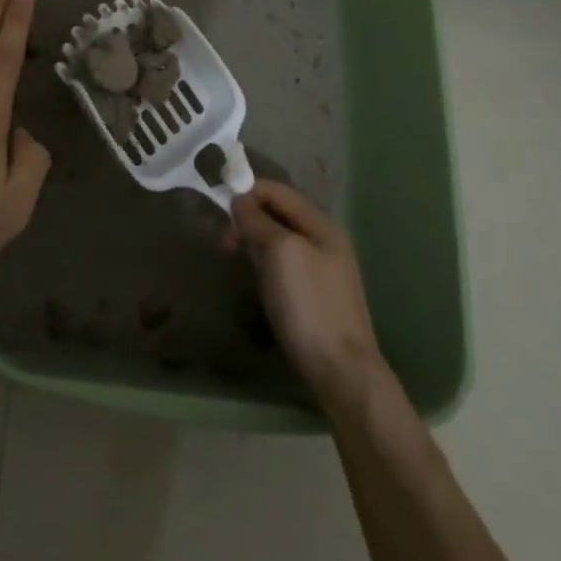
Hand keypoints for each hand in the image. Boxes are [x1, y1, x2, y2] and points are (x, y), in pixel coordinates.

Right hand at [226, 181, 385, 407]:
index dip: (246, 192)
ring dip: (253, 241)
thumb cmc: (308, 304)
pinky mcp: (314, 292)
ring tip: (236, 259)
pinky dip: (264, 262)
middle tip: (224, 244)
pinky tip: (256, 279)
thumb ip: (258, 221)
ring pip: (278, 238)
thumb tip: (240, 200)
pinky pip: (283, 262)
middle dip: (247, 219)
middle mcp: (323, 238)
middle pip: (277, 212)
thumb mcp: (280, 252)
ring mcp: (321, 266)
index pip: (276, 190)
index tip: (219, 211)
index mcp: (320, 223)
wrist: (341, 370)